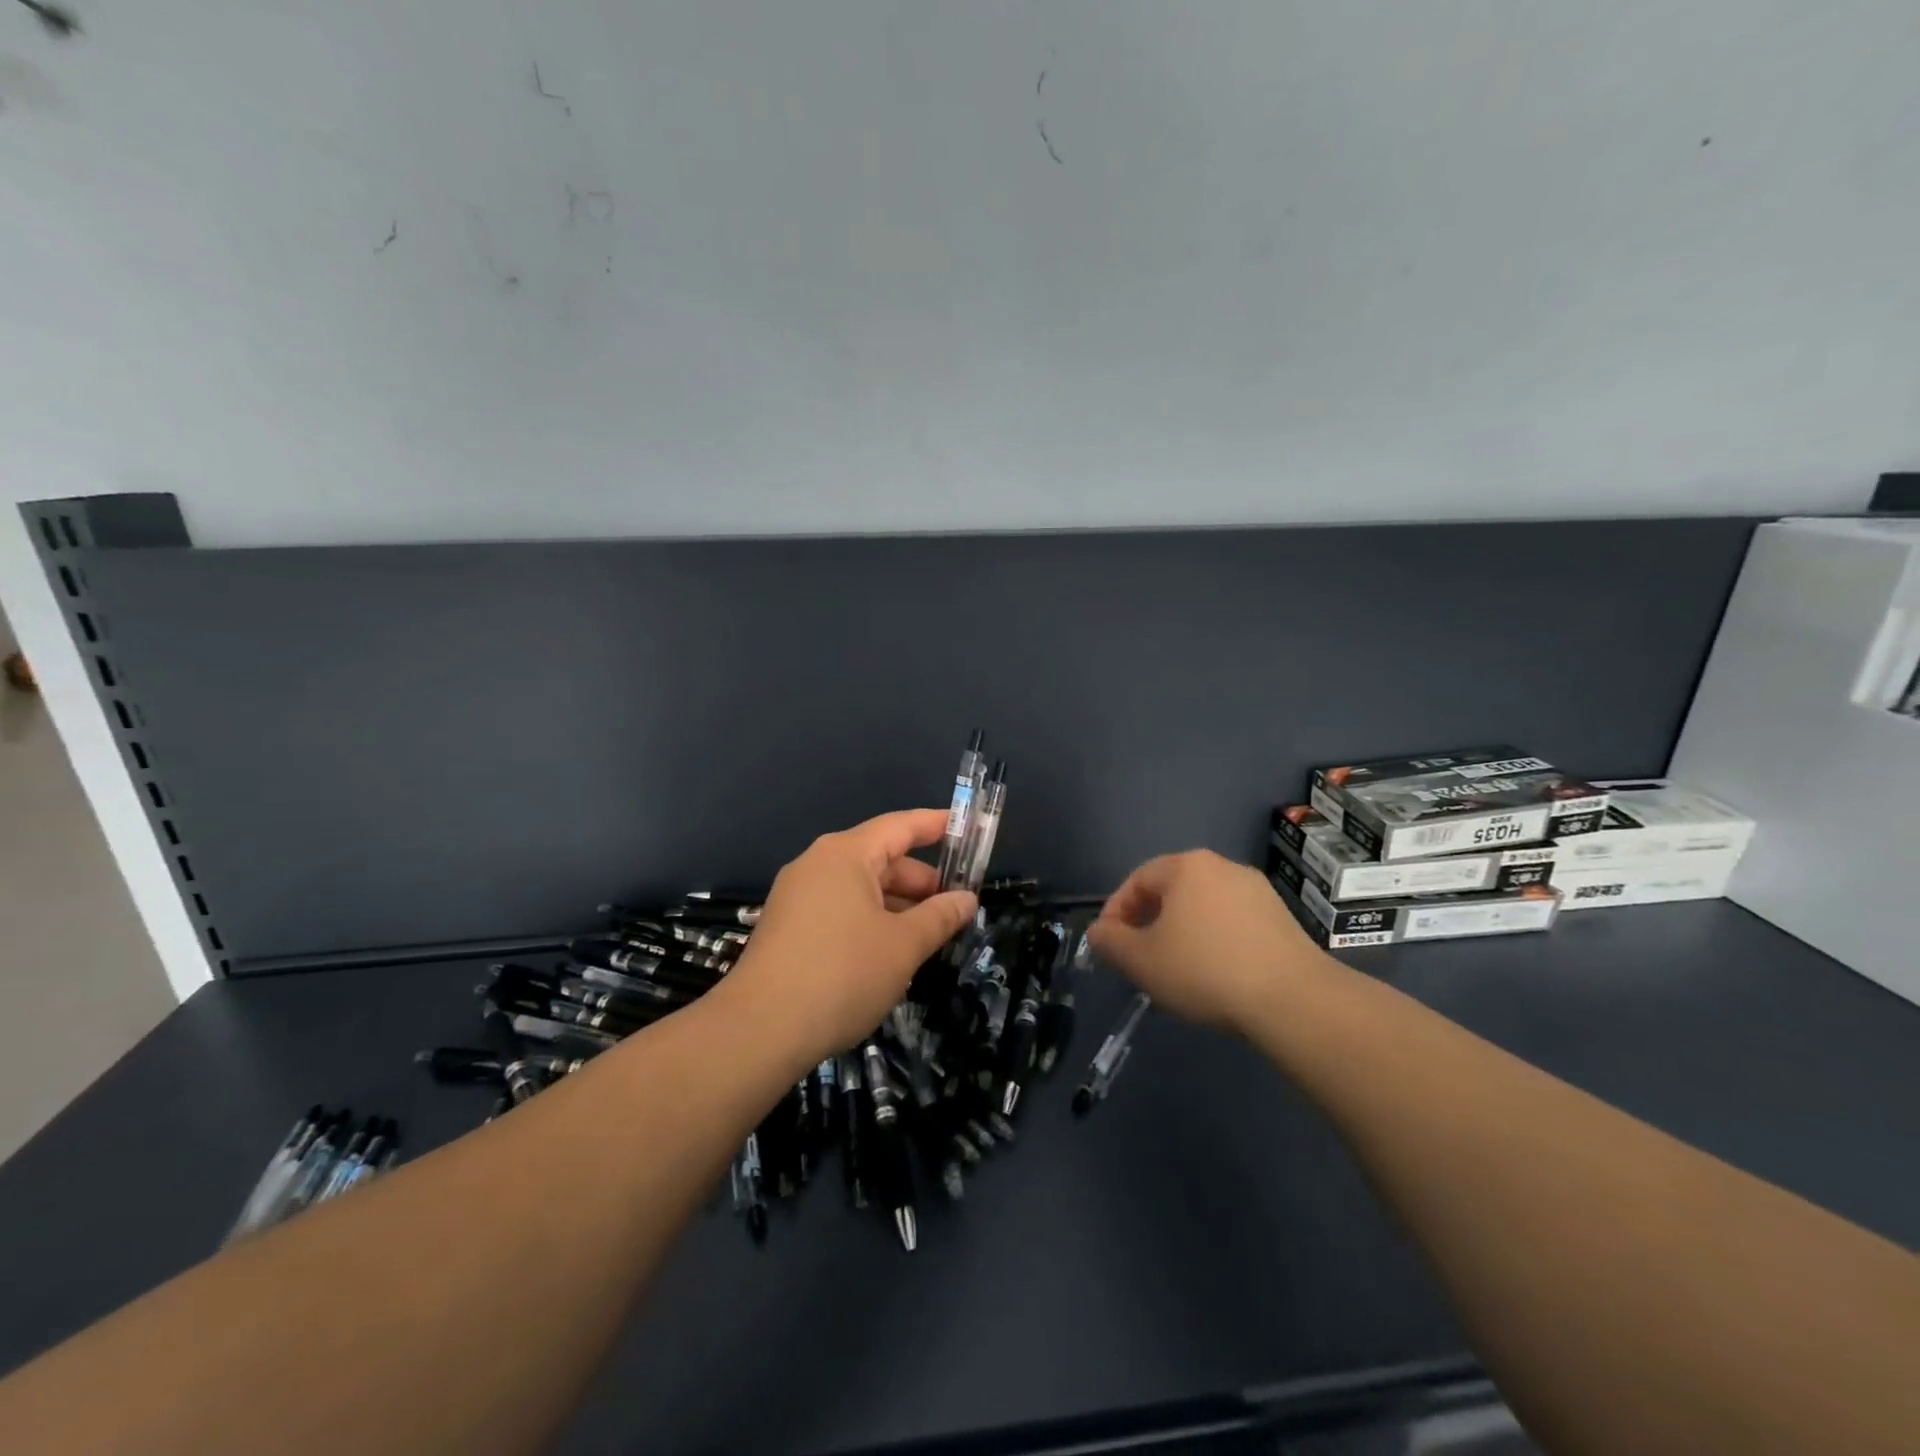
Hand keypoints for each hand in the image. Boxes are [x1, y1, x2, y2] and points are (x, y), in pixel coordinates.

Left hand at [721, 810, 977, 1065]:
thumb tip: (966, 899)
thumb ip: (939, 917)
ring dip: (896, 905)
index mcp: (845, 854)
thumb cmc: (843, 974)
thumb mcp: (903, 946)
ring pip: (860, 888)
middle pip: (880, 858)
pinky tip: (889, 953)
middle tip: (955, 907)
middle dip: (920, 881)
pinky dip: (870, 920)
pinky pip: (839, 909)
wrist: (760, 1030)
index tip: (965, 826)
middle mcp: (817, 864)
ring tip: (927, 936)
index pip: (900, 826)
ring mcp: (797, 896)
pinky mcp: (787, 927)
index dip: (936, 825)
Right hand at [1088, 850, 1335, 1034]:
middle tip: (1138, 956)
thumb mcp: (1142, 960)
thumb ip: (1111, 942)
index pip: (1137, 880)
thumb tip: (1098, 931)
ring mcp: (1256, 890)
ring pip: (1202, 906)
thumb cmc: (1204, 970)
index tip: (1109, 944)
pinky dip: (1213, 940)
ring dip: (1181, 931)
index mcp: (1186, 867)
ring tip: (1174, 968)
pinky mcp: (1280, 917)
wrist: (1292, 999)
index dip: (1116, 911)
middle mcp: (1222, 867)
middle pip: (1171, 890)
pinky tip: (1213, 972)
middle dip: (1148, 921)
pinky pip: (1231, 921)